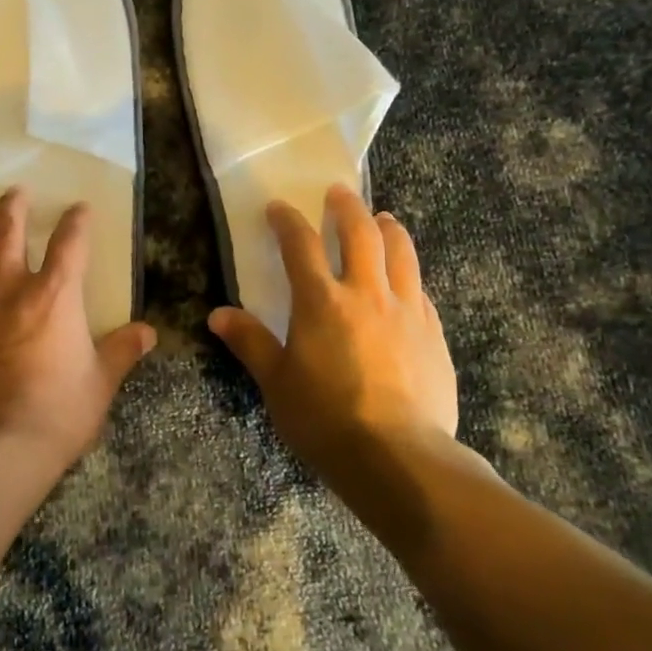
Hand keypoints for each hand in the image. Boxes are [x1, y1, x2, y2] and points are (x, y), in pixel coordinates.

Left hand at [0, 186, 156, 479]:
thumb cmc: (56, 414)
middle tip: (16, 192)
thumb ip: (121, 352)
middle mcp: (8, 291)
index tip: (79, 208)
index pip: (69, 243)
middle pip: (5, 232)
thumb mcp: (100, 384)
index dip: (76, 221)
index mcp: (54, 296)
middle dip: (12, 207)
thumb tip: (148, 332)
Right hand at [209, 185, 478, 487]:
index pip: (300, 245)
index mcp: (321, 302)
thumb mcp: (277, 384)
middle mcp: (366, 294)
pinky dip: (409, 274)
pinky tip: (406, 280)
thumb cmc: (326, 420)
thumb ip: (251, 343)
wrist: (399, 458)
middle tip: (340, 193)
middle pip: (360, 234)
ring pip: (401, 253)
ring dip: (389, 229)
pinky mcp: (433, 333)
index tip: (279, 208)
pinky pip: (421, 290)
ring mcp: (406, 311)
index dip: (287, 221)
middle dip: (347, 207)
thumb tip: (218, 315)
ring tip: (383, 219)